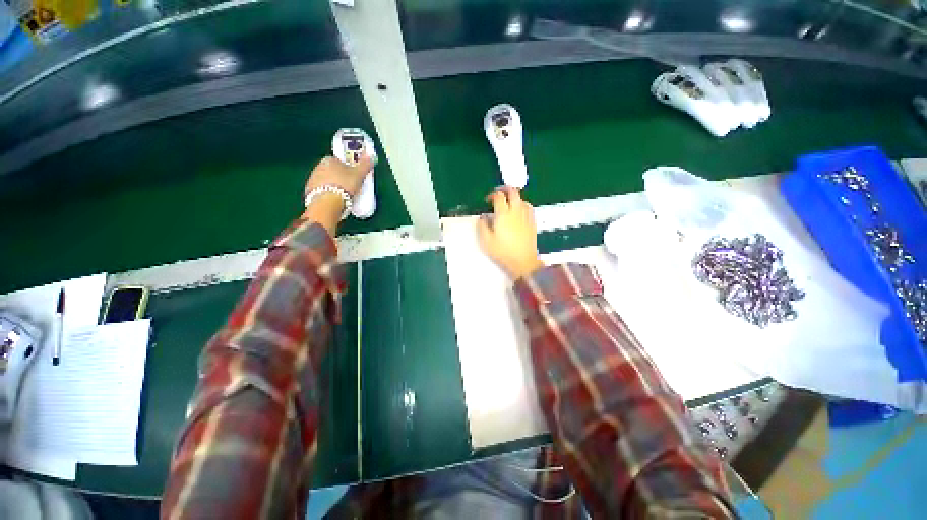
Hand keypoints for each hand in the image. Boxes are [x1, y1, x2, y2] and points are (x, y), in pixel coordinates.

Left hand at [302, 155, 373, 235]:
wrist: (329, 202)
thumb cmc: (345, 185)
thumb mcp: (359, 174)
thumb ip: (365, 164)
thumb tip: (371, 155)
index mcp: (330, 160)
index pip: (338, 160)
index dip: (346, 167)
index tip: (353, 174)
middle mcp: (319, 166)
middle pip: (331, 170)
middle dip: (339, 176)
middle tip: (349, 185)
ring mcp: (312, 179)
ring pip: (325, 180)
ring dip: (332, 185)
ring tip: (342, 194)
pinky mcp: (309, 191)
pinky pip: (320, 190)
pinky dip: (326, 194)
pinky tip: (334, 200)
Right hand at [477, 187, 543, 279]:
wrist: (523, 261)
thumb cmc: (503, 252)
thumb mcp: (486, 241)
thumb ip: (482, 226)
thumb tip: (483, 217)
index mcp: (503, 214)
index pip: (498, 196)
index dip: (492, 195)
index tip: (488, 200)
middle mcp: (516, 211)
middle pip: (513, 192)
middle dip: (505, 189)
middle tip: (498, 193)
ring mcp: (526, 216)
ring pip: (522, 199)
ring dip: (514, 197)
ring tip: (508, 203)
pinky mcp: (532, 222)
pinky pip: (528, 207)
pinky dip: (522, 204)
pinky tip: (519, 210)